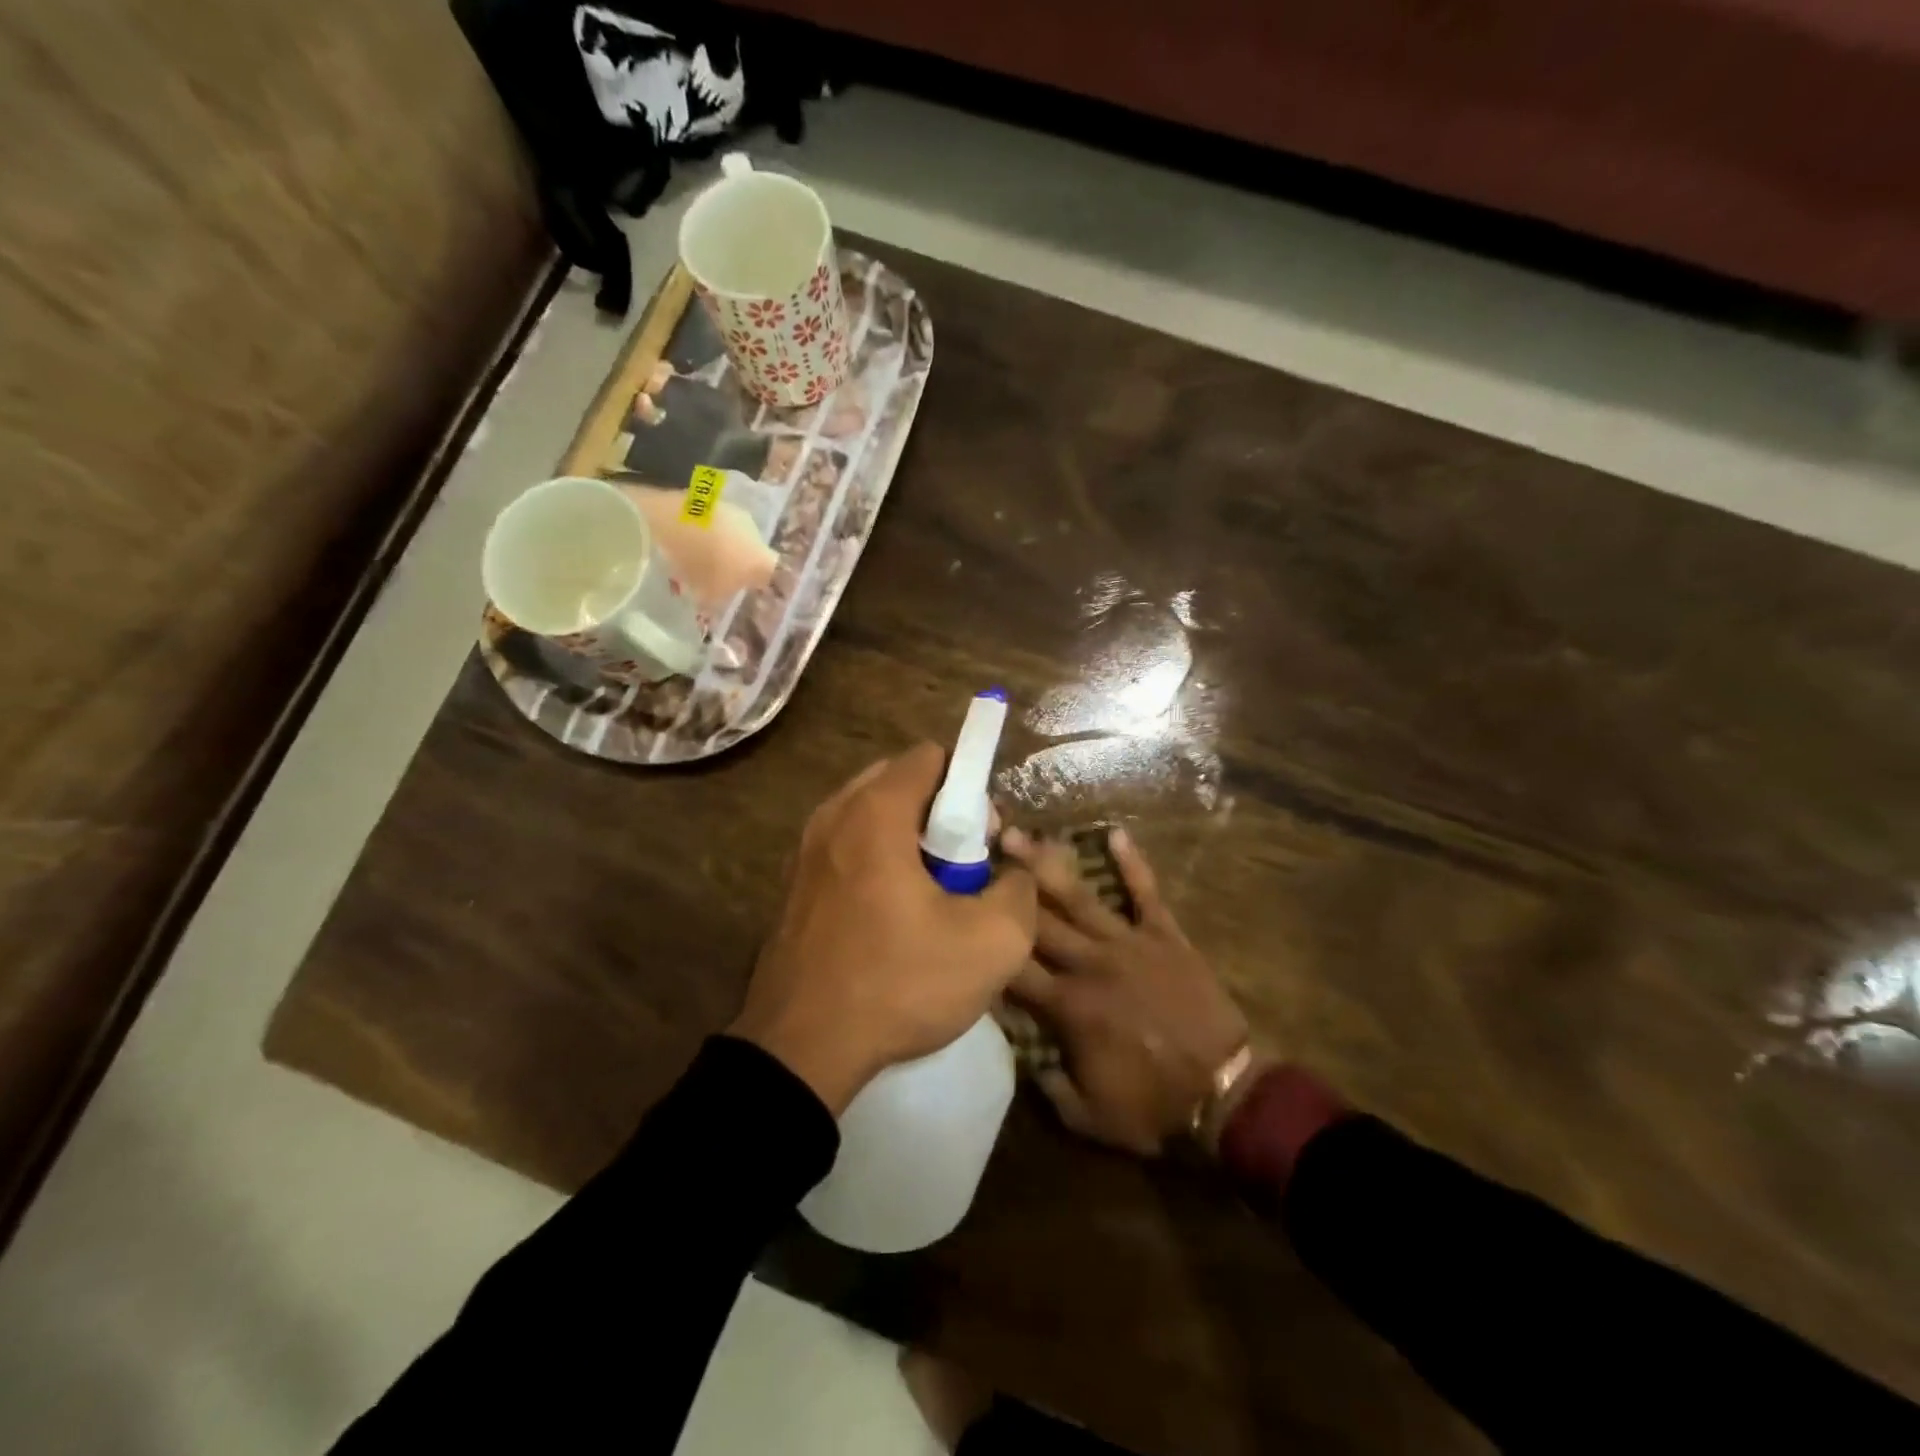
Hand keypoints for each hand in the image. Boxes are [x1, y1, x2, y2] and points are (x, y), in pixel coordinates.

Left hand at [732, 744, 1038, 1114]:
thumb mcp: (993, 943)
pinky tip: (894, 915)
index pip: (931, 756)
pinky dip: (878, 860)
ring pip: (872, 816)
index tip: (984, 838)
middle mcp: (833, 815)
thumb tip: (1013, 873)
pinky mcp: (795, 885)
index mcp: (875, 812)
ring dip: (910, 839)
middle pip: (900, 781)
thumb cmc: (899, 982)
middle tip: (964, 865)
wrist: (802, 1048)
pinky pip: (848, 848)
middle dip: (941, 811)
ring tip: (932, 893)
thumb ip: (1021, 890)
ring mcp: (806, 850)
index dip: (970, 787)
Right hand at [1000, 826, 1249, 1155]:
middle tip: (975, 852)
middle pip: (1036, 919)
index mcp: (1067, 1005)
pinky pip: (1146, 892)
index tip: (963, 918)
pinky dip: (1133, 863)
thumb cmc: (1154, 1105)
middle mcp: (1089, 963)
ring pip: (1078, 895)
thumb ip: (1047, 1085)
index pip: (1013, 967)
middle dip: (1003, 887)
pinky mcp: (1165, 934)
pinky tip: (1116, 833)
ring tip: (1017, 834)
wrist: (1224, 1091)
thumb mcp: (1088, 1117)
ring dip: (1045, 863)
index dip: (985, 945)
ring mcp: (1128, 942)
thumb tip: (1021, 1054)